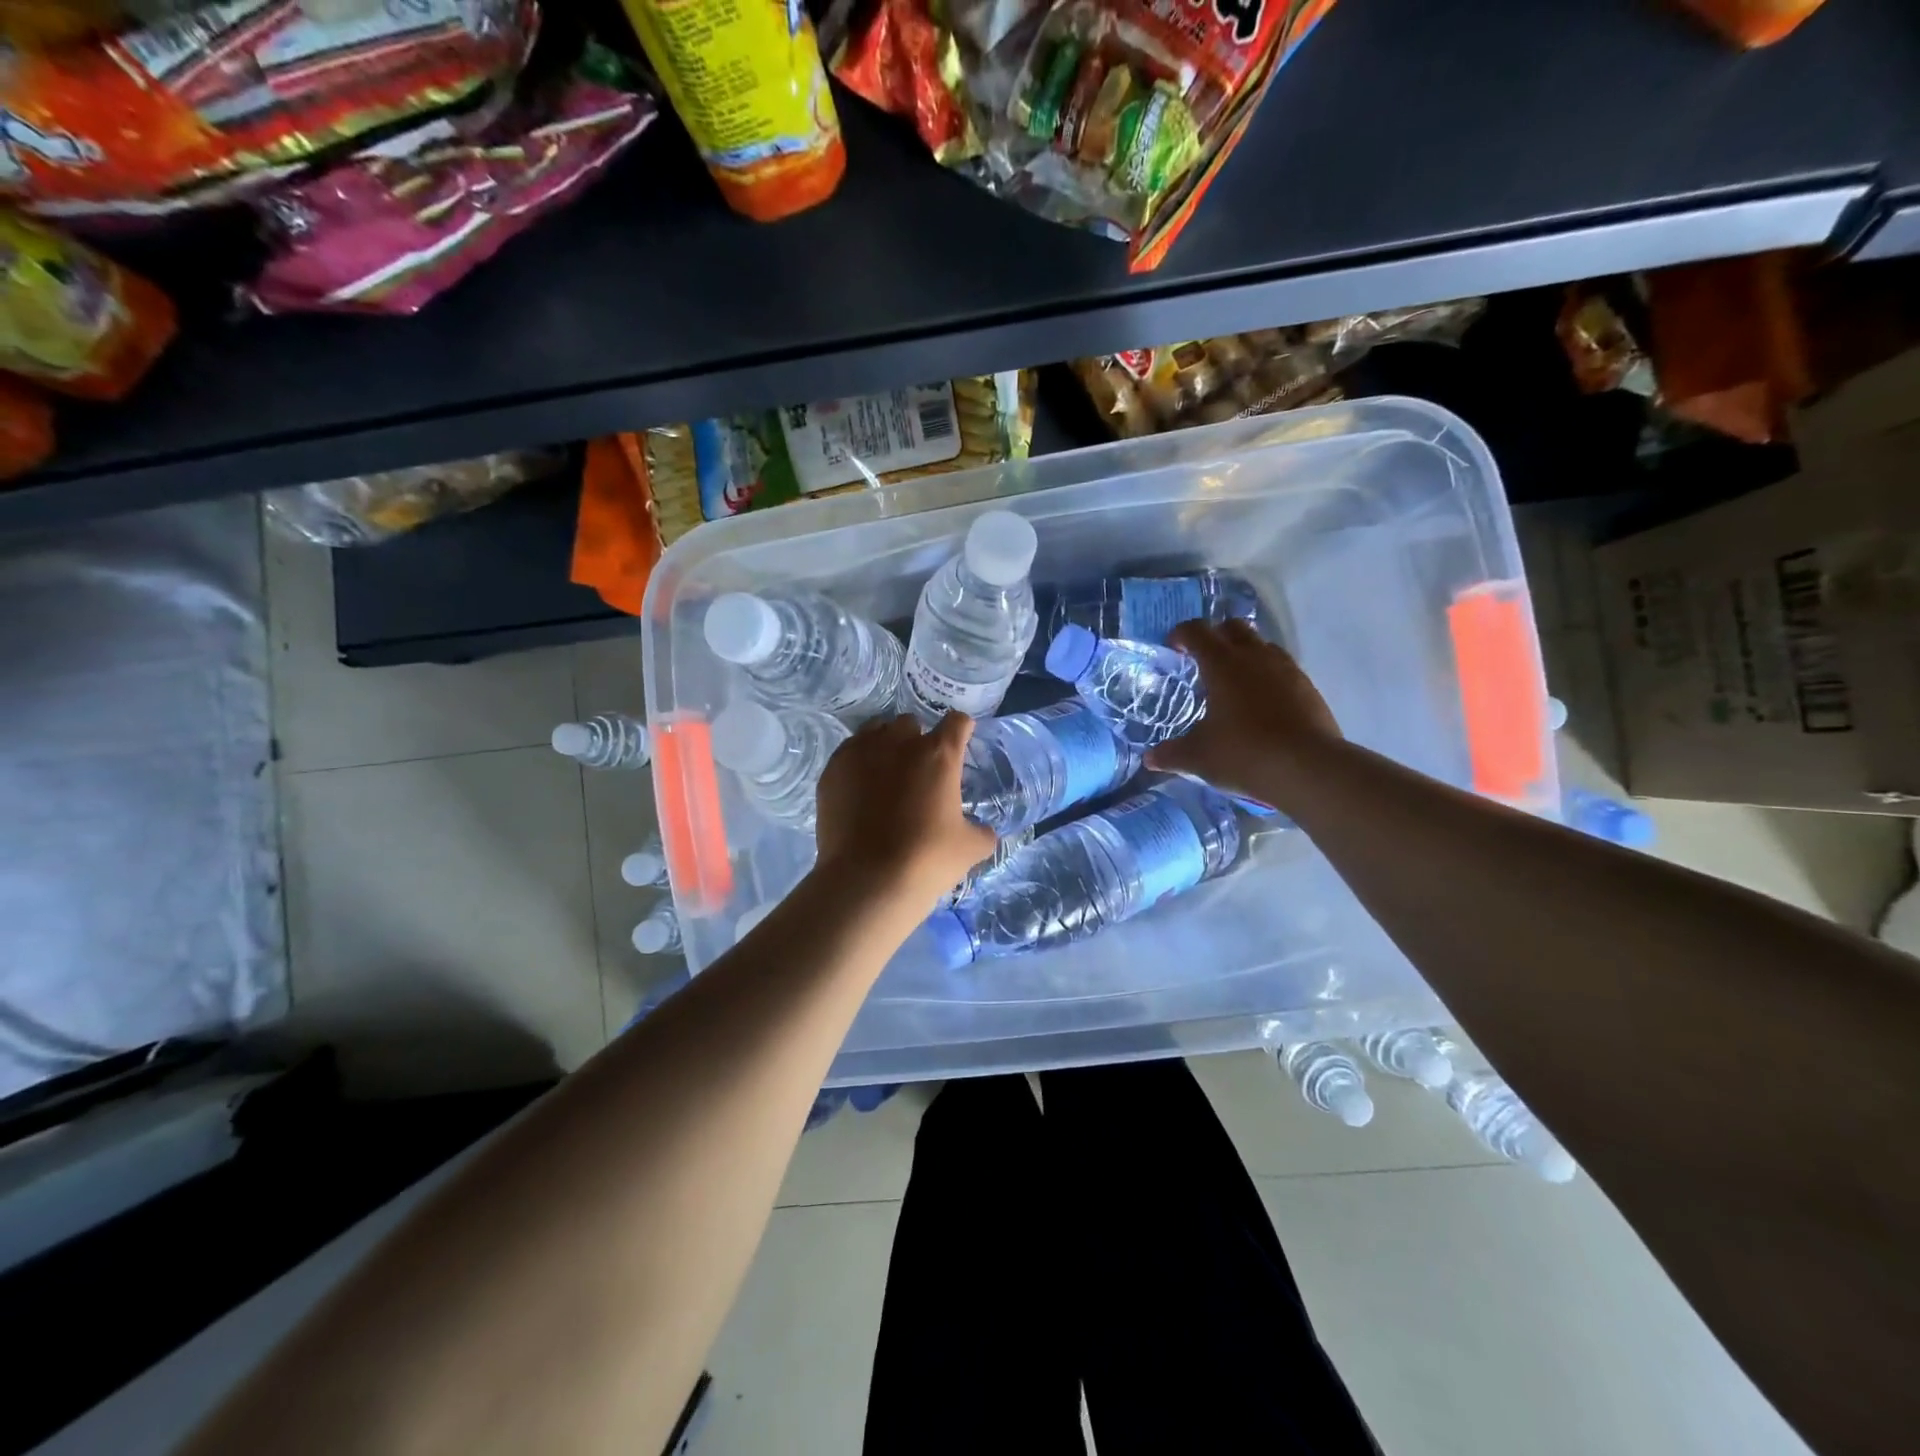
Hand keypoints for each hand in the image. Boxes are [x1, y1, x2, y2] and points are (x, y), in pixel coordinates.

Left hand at [814, 713, 996, 912]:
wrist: (866, 880)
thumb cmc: (925, 859)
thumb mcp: (970, 848)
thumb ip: (981, 831)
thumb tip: (982, 830)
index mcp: (938, 755)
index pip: (957, 722)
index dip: (961, 730)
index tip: (960, 743)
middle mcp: (899, 742)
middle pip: (911, 723)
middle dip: (917, 740)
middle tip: (919, 771)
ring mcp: (860, 753)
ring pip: (875, 731)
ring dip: (885, 745)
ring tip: (886, 774)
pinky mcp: (832, 770)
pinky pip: (849, 752)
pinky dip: (858, 763)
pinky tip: (859, 788)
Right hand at [1146, 620, 1341, 806]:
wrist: (1308, 769)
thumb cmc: (1244, 754)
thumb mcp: (1198, 757)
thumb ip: (1171, 754)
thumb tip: (1150, 759)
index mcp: (1222, 664)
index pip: (1197, 631)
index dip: (1181, 634)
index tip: (1173, 647)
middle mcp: (1255, 657)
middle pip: (1234, 628)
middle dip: (1216, 637)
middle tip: (1203, 661)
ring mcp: (1287, 670)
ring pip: (1262, 646)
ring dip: (1245, 655)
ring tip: (1234, 683)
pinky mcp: (1308, 688)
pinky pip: (1283, 670)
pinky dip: (1268, 677)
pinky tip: (1262, 705)